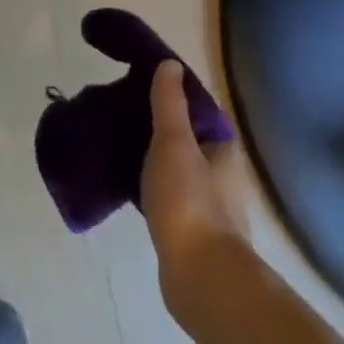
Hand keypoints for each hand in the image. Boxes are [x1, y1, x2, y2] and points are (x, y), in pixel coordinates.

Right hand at [140, 60, 244, 266]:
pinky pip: (168, 198)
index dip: (176, 98)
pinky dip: (151, 188)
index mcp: (224, 152)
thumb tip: (169, 65)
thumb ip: (169, 104)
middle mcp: (223, 178)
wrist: (201, 278)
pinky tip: (128, 186)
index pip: (202, 113)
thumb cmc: (189, 202)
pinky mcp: (191, 234)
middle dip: (162, 129)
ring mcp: (209, 209)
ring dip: (156, 159)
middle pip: (190, 142)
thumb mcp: (174, 142)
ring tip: (119, 146)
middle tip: (124, 115)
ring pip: (179, 171)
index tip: (143, 86)